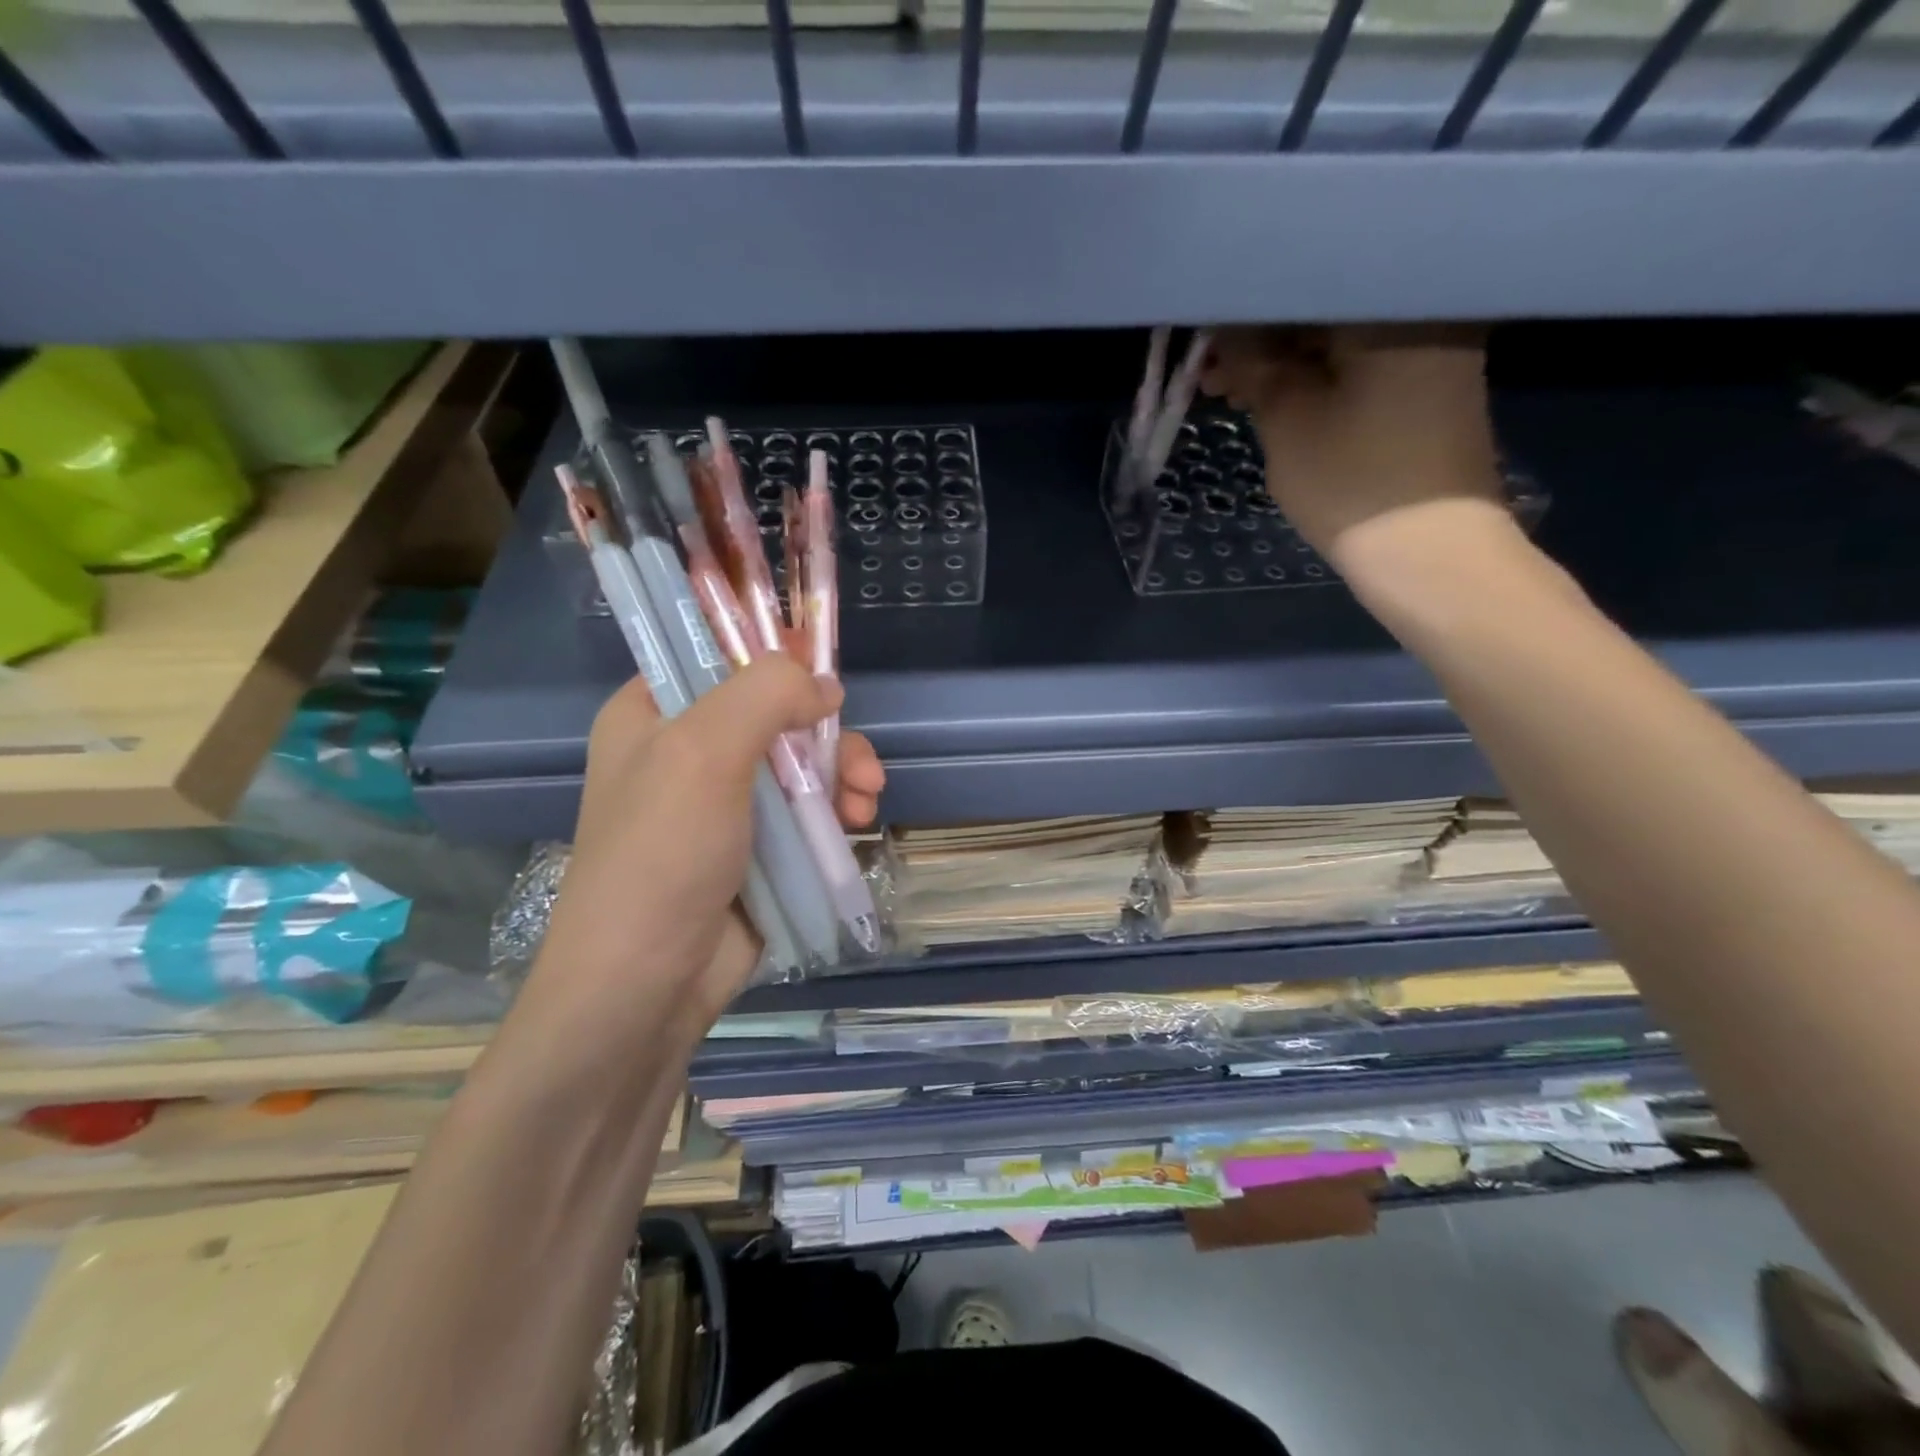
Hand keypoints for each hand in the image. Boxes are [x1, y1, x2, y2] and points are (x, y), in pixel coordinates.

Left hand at [525, 656, 883, 1045]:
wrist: (647, 984)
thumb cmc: (662, 855)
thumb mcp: (704, 752)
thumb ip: (766, 695)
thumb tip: (825, 688)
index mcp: (653, 714)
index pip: (715, 654)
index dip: (771, 654)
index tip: (820, 668)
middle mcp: (686, 751)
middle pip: (774, 711)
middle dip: (826, 733)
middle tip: (859, 763)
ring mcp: (724, 802)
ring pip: (799, 761)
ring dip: (841, 773)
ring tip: (865, 800)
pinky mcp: (756, 846)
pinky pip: (805, 808)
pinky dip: (836, 808)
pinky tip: (857, 823)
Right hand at [1199, 324, 1510, 576]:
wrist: (1431, 554)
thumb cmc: (1354, 481)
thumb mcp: (1288, 420)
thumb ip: (1253, 365)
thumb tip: (1224, 332)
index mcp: (1392, 305)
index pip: (1302, 286)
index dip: (1244, 313)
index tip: (1202, 340)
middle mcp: (1424, 310)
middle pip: (1323, 311)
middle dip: (1261, 341)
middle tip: (1208, 373)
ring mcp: (1432, 349)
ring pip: (1337, 342)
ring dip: (1283, 364)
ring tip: (1231, 392)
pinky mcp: (1427, 386)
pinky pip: (1358, 366)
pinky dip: (1316, 380)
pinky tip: (1275, 399)